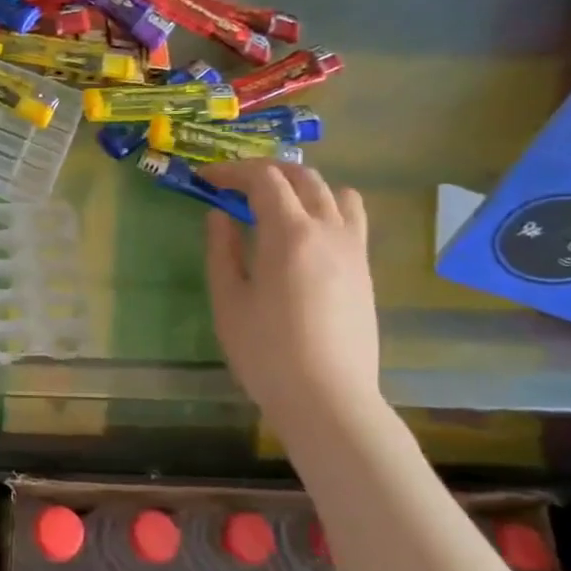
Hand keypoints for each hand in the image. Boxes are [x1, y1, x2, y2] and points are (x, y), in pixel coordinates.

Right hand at [204, 161, 380, 417]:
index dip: (231, 171)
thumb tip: (219, 215)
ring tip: (275, 203)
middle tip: (234, 185)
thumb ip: (222, 249)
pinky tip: (304, 234)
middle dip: (265, 171)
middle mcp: (328, 229)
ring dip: (301, 185)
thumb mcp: (229, 299)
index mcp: (289, 233)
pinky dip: (326, 208)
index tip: (206, 178)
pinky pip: (351, 219)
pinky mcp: (364, 270)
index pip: (263, 178)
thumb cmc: (266, 351)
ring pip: (335, 192)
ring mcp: (353, 249)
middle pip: (302, 176)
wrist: (328, 399)